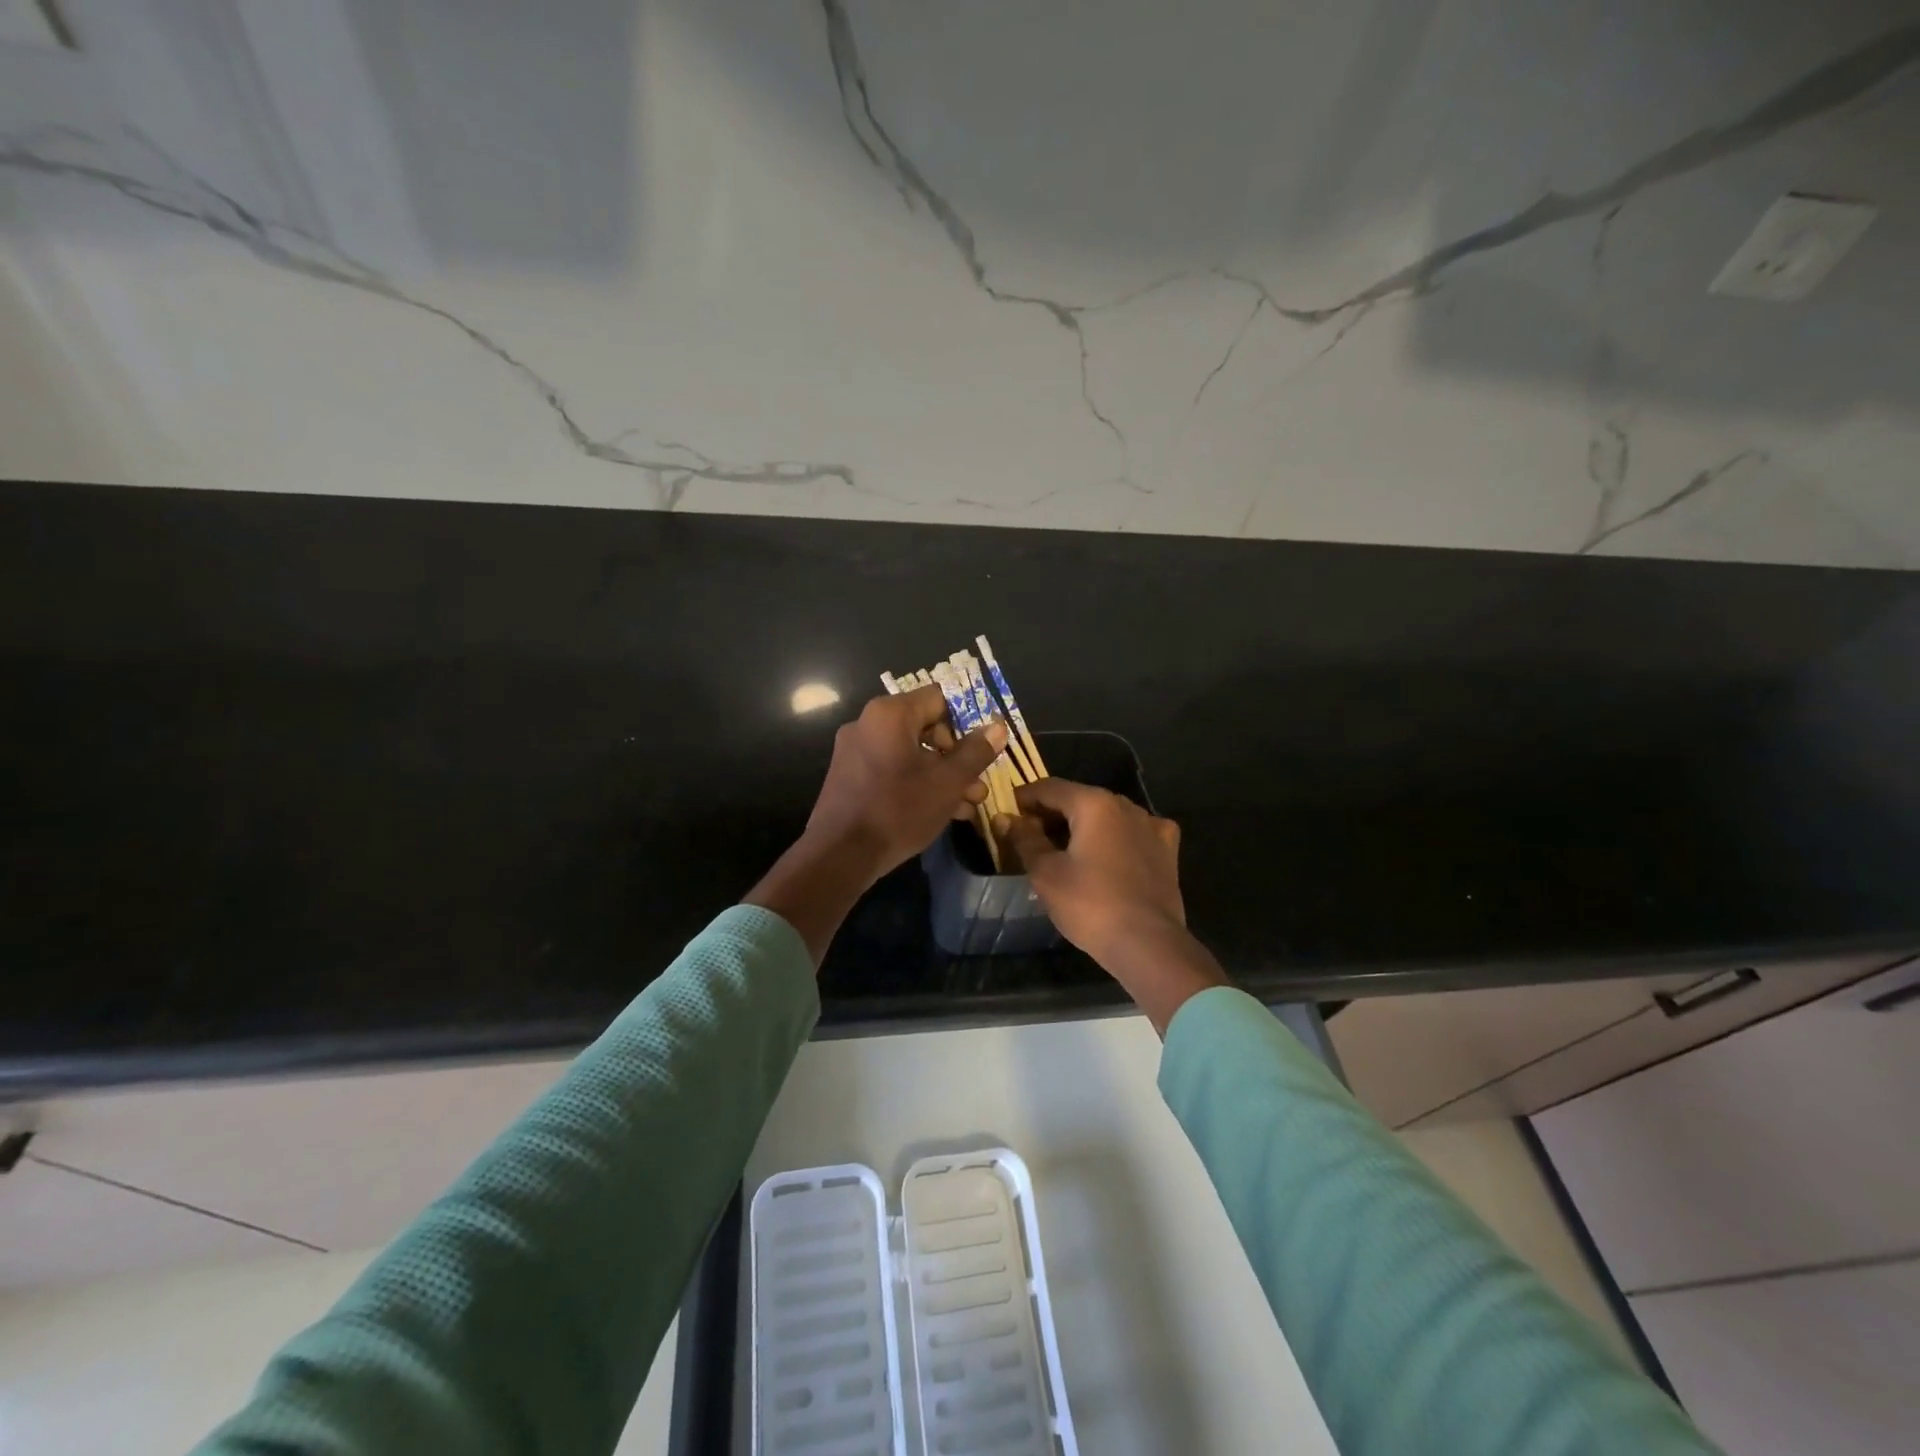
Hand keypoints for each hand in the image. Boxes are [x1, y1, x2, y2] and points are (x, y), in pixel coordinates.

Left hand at [805, 684, 1006, 878]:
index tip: (983, 749)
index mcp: (890, 714)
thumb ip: (975, 752)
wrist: (840, 855)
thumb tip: (997, 727)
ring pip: (910, 753)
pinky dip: (916, 783)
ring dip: (941, 775)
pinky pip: (891, 769)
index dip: (967, 721)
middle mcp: (868, 723)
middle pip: (925, 727)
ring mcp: (855, 751)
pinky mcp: (849, 777)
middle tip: (977, 785)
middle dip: (957, 757)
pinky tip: (939, 812)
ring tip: (967, 805)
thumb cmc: (898, 810)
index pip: (939, 699)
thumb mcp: (948, 782)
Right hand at [996, 778, 1184, 960]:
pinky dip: (1115, 837)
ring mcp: (1151, 826)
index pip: (1049, 788)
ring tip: (1063, 849)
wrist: (1146, 943)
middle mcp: (1125, 805)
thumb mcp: (1046, 873)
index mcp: (1093, 803)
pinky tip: (1109, 853)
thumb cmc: (1089, 904)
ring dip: (1083, 825)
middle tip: (1029, 836)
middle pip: (1079, 799)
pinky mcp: (1166, 850)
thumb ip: (1024, 839)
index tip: (1007, 813)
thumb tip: (1004, 818)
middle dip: (1052, 813)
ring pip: (1107, 815)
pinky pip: (1133, 832)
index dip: (1024, 798)